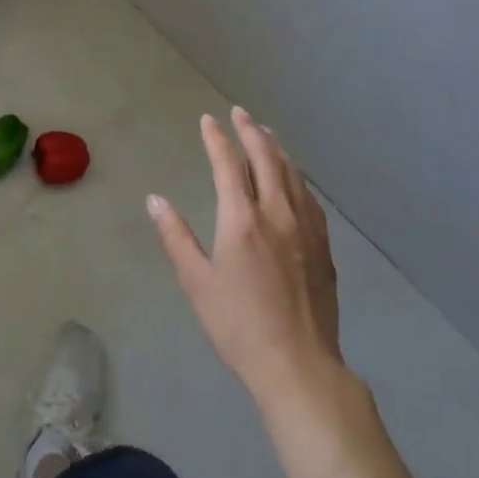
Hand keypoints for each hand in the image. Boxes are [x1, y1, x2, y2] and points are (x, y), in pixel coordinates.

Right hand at [148, 108, 343, 409]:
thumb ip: (175, 237)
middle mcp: (277, 213)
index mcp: (242, 220)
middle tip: (240, 113)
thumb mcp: (196, 282)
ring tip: (266, 133)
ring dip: (276, 148)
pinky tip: (294, 178)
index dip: (217, 138)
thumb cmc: (238, 325)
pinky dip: (296, 176)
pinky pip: (309, 197)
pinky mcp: (323, 246)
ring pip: (292, 174)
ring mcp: (306, 228)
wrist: (298, 364)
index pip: (228, 165)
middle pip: (266, 159)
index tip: (208, 120)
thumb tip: (155, 200)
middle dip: (251, 131)